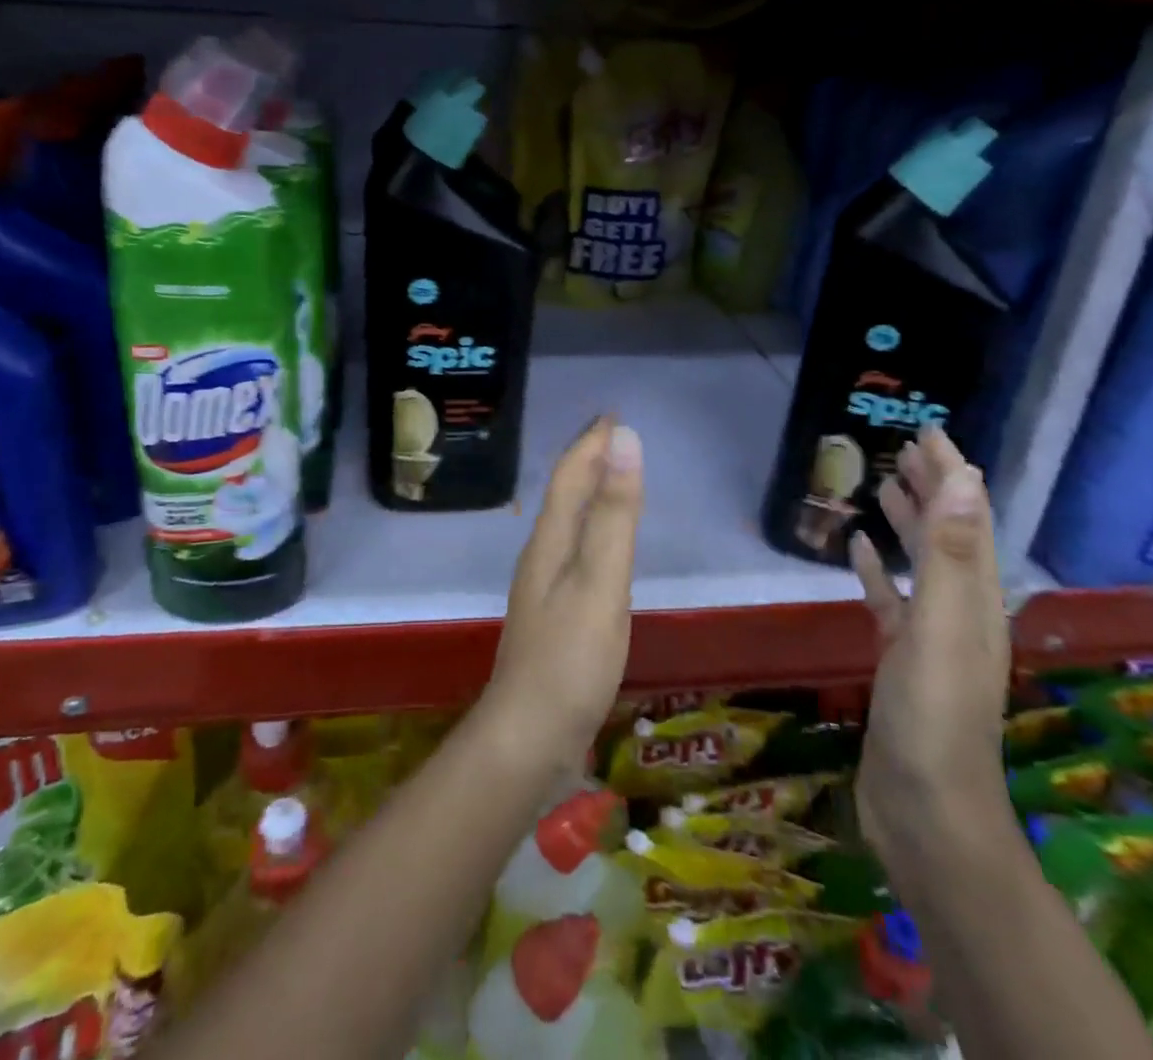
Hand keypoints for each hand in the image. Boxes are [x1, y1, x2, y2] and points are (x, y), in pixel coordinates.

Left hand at [480, 416, 643, 779]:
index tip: (613, 415)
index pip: (570, 476)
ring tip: (611, 478)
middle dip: (588, 460)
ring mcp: (544, 588)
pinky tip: (601, 547)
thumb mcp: (600, 581)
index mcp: (550, 541)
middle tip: (614, 437)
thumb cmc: (569, 659)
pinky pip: (575, 551)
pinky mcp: (554, 616)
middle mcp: (541, 556)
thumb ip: (614, 514)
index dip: (591, 443)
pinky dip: (591, 530)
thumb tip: (624, 440)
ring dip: (588, 493)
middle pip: (565, 495)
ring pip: (568, 522)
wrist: (528, 737)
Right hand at [851, 426, 1011, 872]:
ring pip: (920, 563)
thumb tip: (966, 478)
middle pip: (947, 534)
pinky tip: (857, 551)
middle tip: (903, 446)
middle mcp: (959, 610)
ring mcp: (929, 636)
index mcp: (975, 599)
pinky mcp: (900, 658)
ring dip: (906, 522)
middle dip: (931, 487)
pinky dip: (877, 570)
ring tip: (882, 484)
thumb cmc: (932, 716)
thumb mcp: (940, 628)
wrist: (925, 812)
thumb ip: (949, 554)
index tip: (928, 430)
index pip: (967, 518)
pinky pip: (889, 599)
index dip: (951, 472)